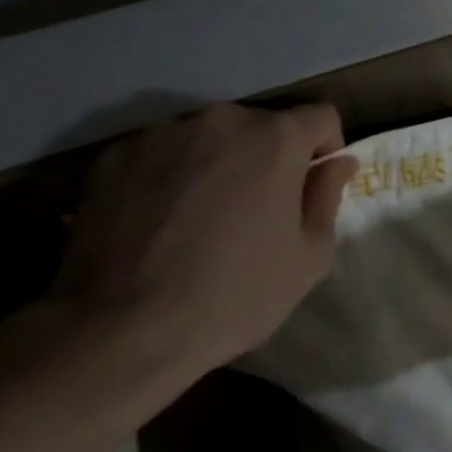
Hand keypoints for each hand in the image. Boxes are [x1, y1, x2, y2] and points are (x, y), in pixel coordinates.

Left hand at [50, 103, 355, 378]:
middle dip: (267, 157)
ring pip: (209, 138)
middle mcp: (222, 120)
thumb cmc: (232, 295)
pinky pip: (160, 154)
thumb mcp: (309, 256)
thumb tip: (337, 163)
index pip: (321, 118)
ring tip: (199, 216)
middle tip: (255, 208)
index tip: (311, 186)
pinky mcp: (114, 157)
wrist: (116, 333)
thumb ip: (328, 197)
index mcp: (276, 138)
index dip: (325, 149)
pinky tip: (157, 221)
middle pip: (262, 126)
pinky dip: (169, 175)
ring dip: (217, 162)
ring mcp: (162, 135)